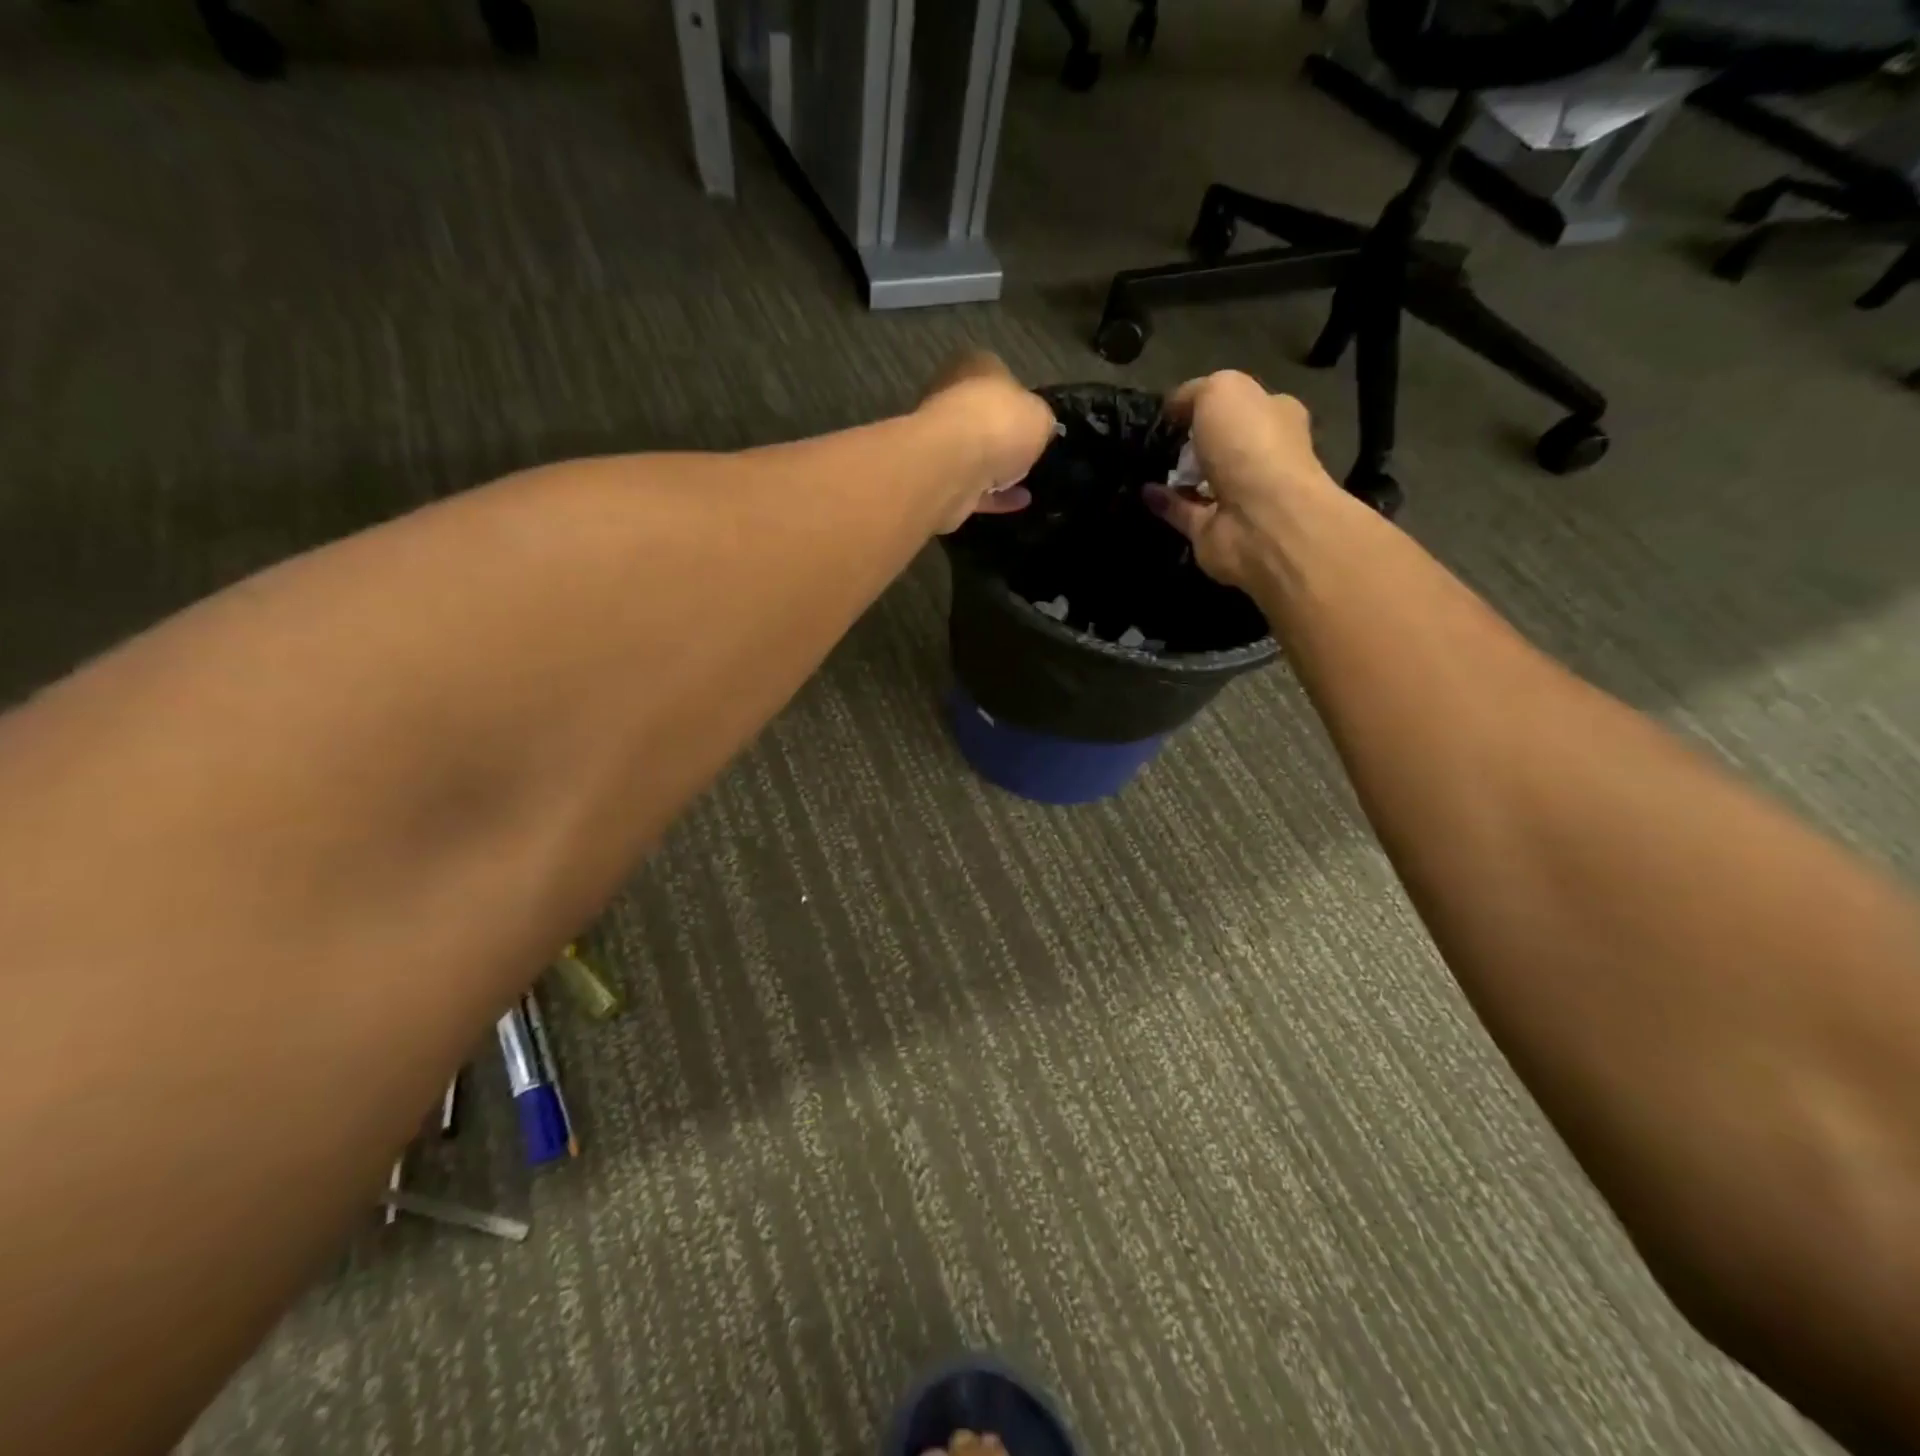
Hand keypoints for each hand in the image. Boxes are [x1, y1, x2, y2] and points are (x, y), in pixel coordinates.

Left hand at [916, 351, 1055, 533]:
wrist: (952, 466)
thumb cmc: (1000, 424)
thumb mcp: (1040, 415)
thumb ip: (1040, 420)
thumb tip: (1039, 429)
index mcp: (974, 366)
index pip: (1000, 377)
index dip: (1021, 400)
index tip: (1037, 423)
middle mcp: (950, 397)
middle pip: (984, 417)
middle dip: (1004, 437)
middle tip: (1031, 455)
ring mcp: (939, 439)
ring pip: (975, 454)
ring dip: (997, 469)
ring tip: (1027, 483)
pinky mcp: (936, 477)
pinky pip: (972, 486)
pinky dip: (993, 495)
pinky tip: (1018, 502)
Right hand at [1142, 371, 1339, 588]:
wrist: (1259, 519)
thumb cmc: (1250, 443)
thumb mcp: (1221, 391)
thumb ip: (1195, 392)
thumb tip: (1174, 407)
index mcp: (1275, 417)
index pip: (1245, 403)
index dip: (1212, 401)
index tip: (1176, 406)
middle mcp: (1261, 458)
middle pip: (1224, 444)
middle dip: (1196, 440)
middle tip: (1160, 435)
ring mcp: (1238, 498)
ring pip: (1203, 481)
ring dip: (1177, 474)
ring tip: (1144, 462)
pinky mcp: (1213, 530)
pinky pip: (1183, 511)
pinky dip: (1163, 502)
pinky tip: (1142, 490)